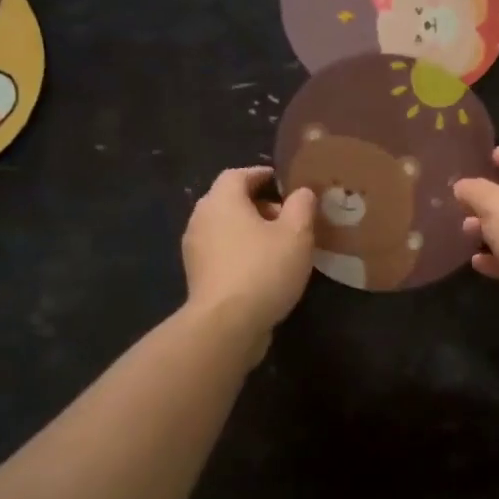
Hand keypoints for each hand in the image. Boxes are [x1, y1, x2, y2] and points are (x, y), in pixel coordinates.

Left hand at [182, 167, 316, 349]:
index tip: (286, 183)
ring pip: (227, 229)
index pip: (239, 174)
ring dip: (252, 231)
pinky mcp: (199, 276)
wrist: (227, 324)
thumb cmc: (263, 269)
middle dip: (260, 205)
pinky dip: (242, 252)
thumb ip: (302, 206)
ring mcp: (196, 250)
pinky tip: (266, 269)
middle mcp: (201, 219)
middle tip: (290, 217)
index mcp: (222, 200)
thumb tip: (302, 192)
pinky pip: (223, 253)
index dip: (263, 175)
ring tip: (282, 245)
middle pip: (231, 201)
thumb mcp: (296, 234)